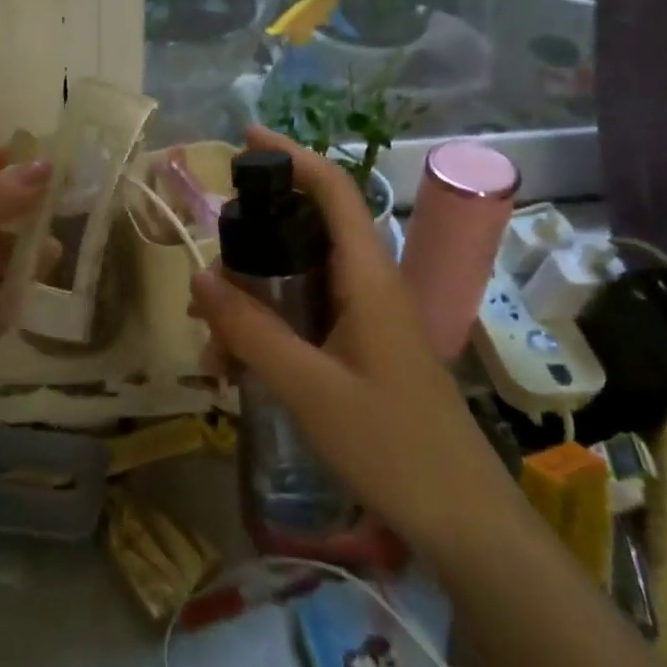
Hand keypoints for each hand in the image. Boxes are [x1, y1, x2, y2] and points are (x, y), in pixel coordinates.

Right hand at [188, 126, 517, 558]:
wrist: (465, 527)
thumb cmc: (393, 448)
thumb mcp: (308, 388)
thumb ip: (251, 330)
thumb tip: (200, 277)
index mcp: (367, 278)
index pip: (334, 191)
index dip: (292, 157)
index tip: (245, 140)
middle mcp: (368, 286)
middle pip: (302, 236)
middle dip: (246, 253)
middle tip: (203, 287)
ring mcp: (366, 319)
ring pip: (296, 283)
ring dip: (250, 306)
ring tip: (213, 351)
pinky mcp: (361, 349)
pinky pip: (304, 319)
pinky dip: (267, 333)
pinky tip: (238, 372)